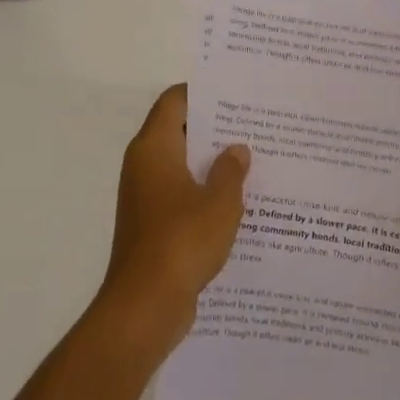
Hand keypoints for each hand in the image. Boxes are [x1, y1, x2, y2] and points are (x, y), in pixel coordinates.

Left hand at [97, 84, 249, 355]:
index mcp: (154, 148)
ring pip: (182, 166)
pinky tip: (239, 203)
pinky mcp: (153, 225)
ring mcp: (146, 197)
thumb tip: (236, 150)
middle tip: (255, 126)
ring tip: (254, 161)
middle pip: (179, 131)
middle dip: (215, 129)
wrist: (145, 307)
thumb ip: (230, 170)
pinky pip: (181, 195)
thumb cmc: (182, 242)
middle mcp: (144, 166)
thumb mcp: (219, 202)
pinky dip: (205, 193)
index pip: (175, 101)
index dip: (203, 93)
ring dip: (212, 164)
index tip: (236, 93)